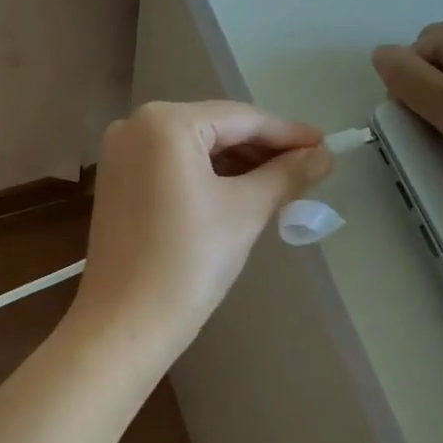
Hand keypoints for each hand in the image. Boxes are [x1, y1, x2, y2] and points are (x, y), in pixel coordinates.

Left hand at [70, 101, 331, 362]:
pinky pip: (173, 166)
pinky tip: (240, 192)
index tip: (324, 145)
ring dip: (237, 164)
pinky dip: (207, 176)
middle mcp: (136, 126)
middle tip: (308, 168)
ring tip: (282, 183)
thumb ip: (287, 174)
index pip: (239, 118)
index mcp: (164, 122)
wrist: (124, 325)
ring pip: (194, 148)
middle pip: (215, 129)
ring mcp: (121, 154)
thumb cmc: (188, 261)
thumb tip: (324, 154)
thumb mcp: (245, 211)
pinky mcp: (117, 181)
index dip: (287, 133)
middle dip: (262, 149)